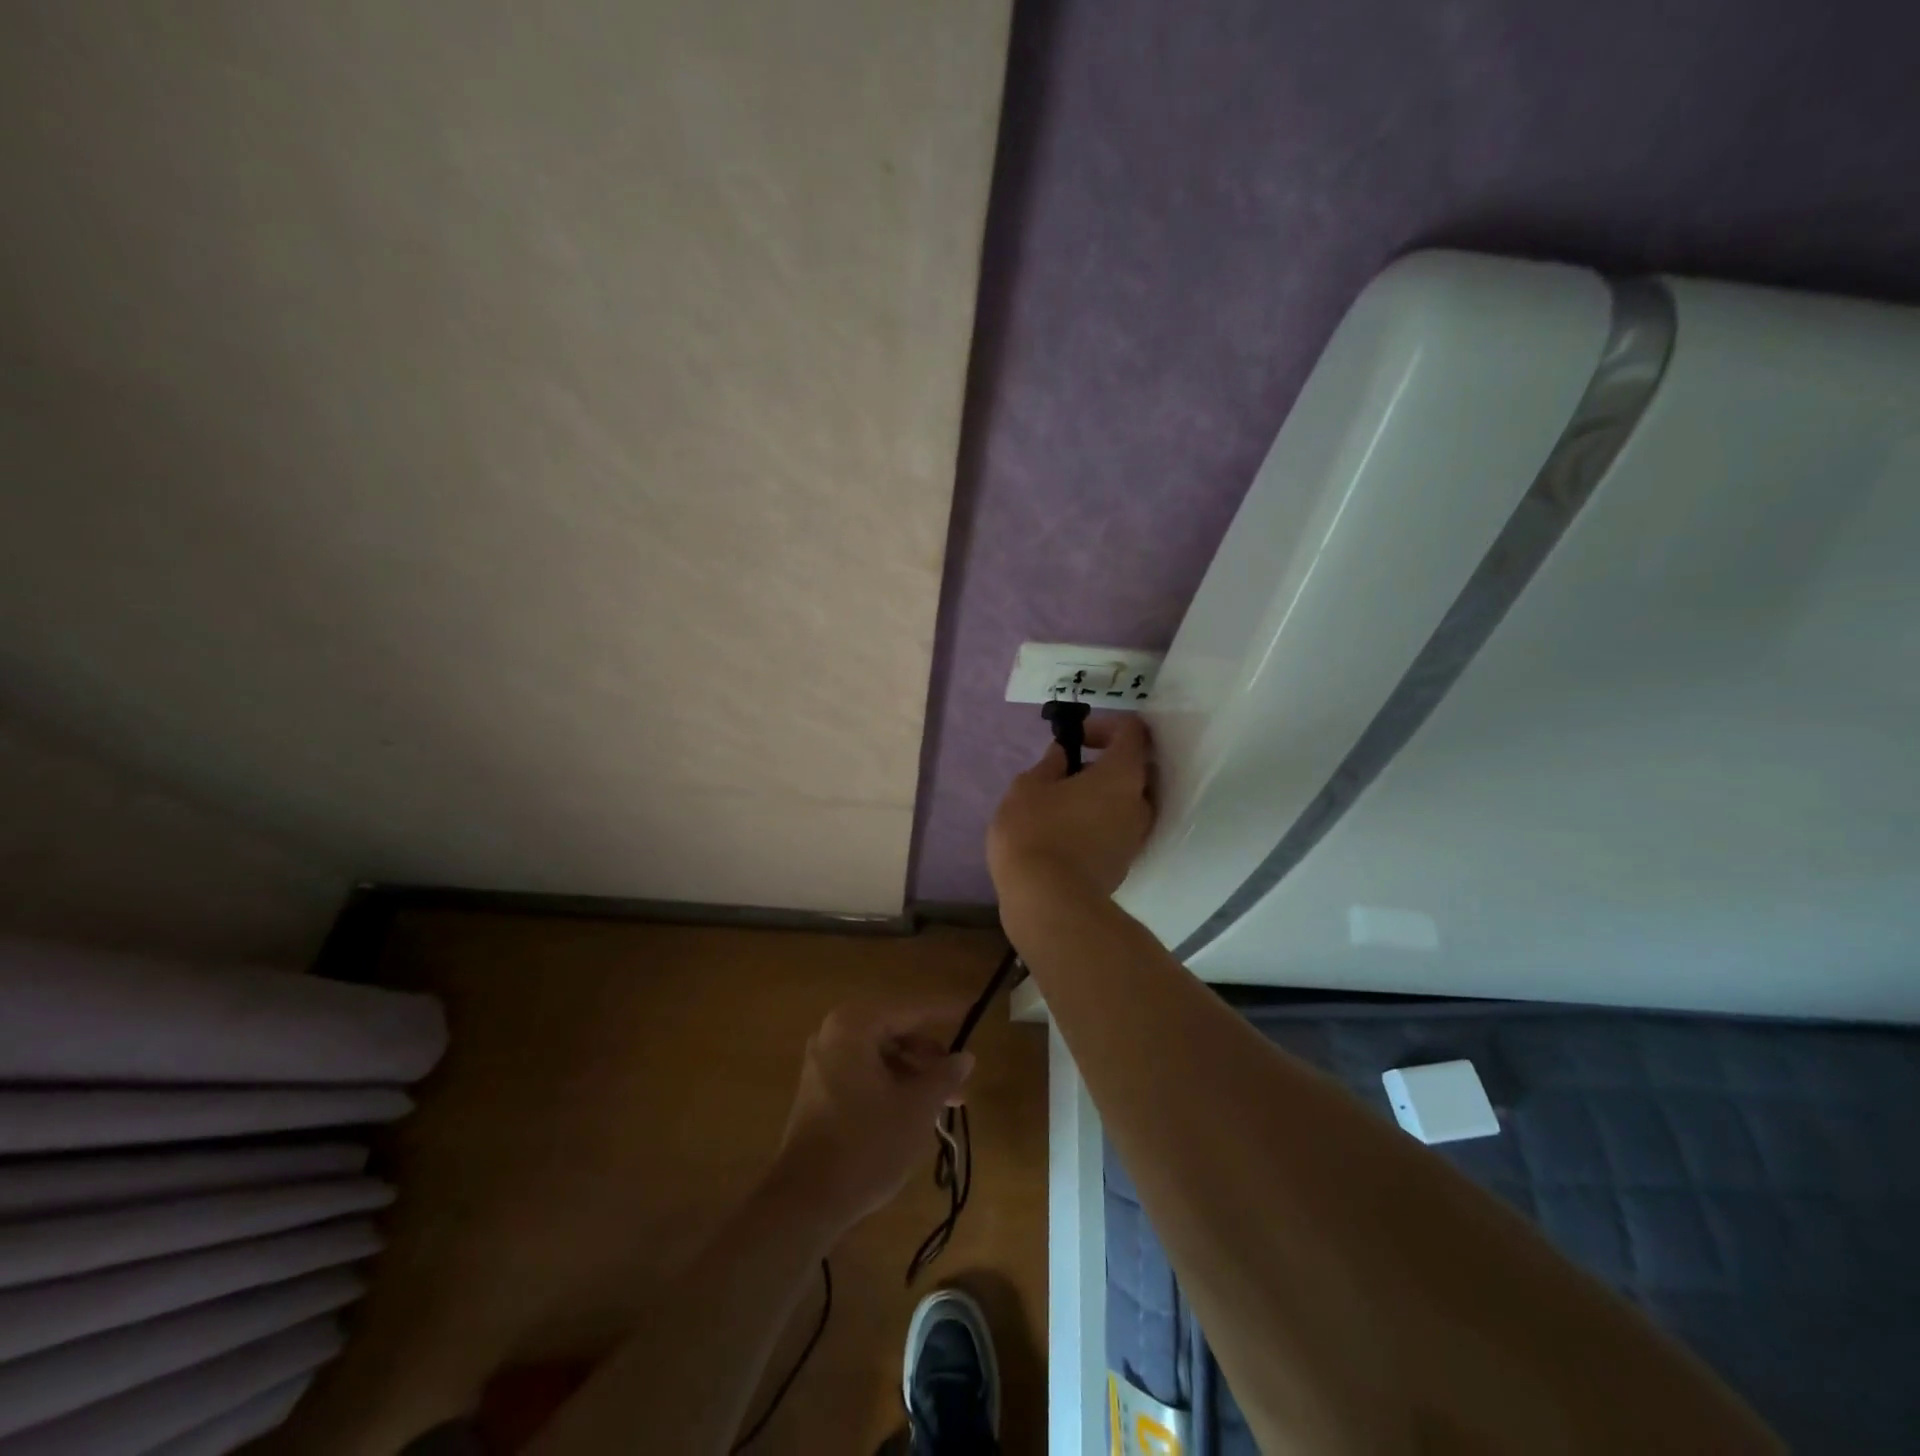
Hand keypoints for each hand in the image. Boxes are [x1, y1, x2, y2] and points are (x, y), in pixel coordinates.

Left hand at [773, 1001, 974, 1231]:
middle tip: (961, 1076)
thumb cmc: (867, 1145)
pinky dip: (892, 1083)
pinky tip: (916, 1109)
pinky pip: (865, 1071)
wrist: (806, 1201)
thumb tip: (965, 1056)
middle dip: (930, 1054)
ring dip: (914, 1072)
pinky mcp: (820, 1089)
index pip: (910, 1009)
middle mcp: (834, 1033)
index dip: (945, 1011)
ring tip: (946, 1100)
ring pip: (881, 1054)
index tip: (972, 1008)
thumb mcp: (917, 1108)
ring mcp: (823, 1061)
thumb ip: (944, 1076)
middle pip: (894, 1030)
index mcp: (855, 1026)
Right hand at [987, 713, 1155, 902]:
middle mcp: (1140, 803)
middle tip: (1069, 772)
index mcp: (1122, 775)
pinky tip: (1067, 833)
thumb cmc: (1036, 832)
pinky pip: (1118, 830)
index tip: (1075, 739)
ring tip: (1064, 805)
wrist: (1049, 902)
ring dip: (1102, 796)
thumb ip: (1050, 765)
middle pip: (1135, 769)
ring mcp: (1136, 837)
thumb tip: (1064, 756)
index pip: (1132, 732)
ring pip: (1127, 803)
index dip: (1105, 726)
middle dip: (1105, 764)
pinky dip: (1100, 823)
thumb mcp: (1028, 788)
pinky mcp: (1125, 864)